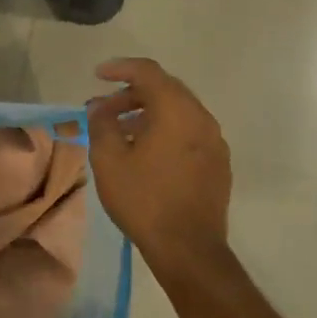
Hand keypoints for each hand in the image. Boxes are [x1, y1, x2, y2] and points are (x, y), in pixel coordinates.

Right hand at [86, 58, 232, 269]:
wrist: (188, 249)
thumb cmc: (144, 200)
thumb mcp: (109, 160)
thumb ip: (102, 124)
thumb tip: (100, 107)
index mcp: (177, 111)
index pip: (148, 72)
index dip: (120, 68)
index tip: (97, 75)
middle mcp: (202, 118)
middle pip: (166, 90)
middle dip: (132, 93)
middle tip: (104, 109)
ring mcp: (215, 141)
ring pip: (179, 112)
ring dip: (148, 113)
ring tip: (120, 131)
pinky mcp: (218, 163)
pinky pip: (189, 132)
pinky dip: (165, 130)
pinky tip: (146, 152)